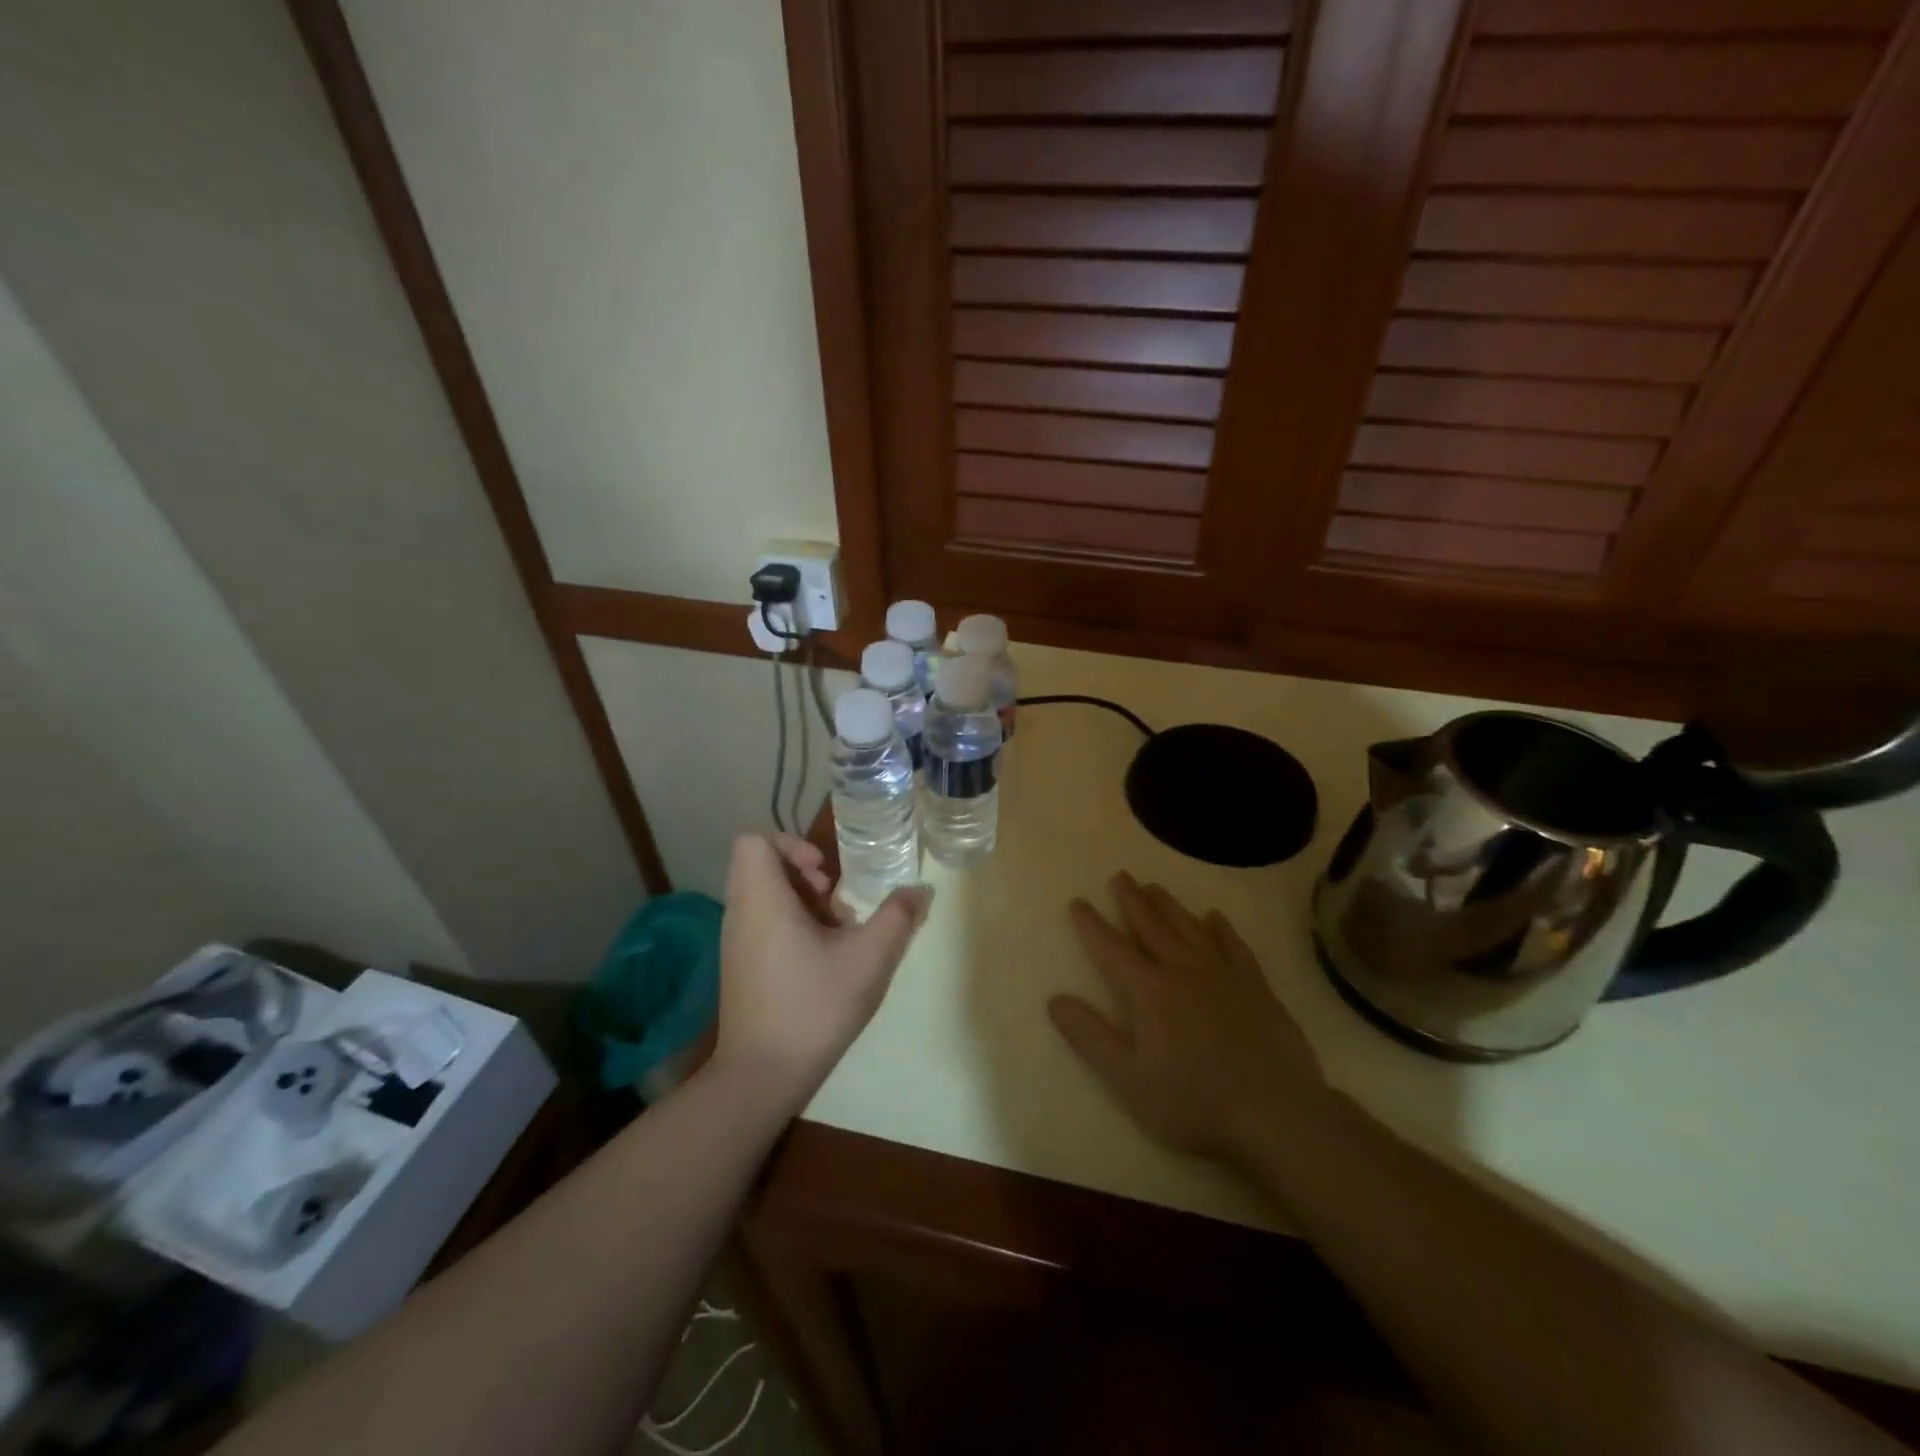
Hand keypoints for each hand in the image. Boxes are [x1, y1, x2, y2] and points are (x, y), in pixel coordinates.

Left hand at [713, 834, 931, 1116]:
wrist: (762, 1076)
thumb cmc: (814, 1006)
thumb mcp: (869, 958)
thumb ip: (898, 917)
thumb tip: (921, 890)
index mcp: (762, 899)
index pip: (754, 841)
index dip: (791, 843)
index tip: (824, 872)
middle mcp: (740, 913)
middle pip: (760, 866)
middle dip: (803, 873)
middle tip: (835, 899)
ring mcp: (734, 942)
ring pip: (762, 896)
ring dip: (801, 901)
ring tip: (836, 931)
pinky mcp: (738, 968)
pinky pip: (760, 923)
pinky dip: (789, 925)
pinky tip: (821, 959)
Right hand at [1048, 873, 1326, 1163]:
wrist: (1276, 1113)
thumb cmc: (1194, 1101)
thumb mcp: (1129, 1078)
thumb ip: (1090, 1036)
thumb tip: (1054, 999)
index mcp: (1149, 990)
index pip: (1112, 948)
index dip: (1091, 925)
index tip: (1078, 901)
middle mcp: (1183, 969)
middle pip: (1151, 925)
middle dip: (1131, 900)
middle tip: (1120, 876)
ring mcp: (1223, 973)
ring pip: (1189, 927)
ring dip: (1168, 905)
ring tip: (1154, 887)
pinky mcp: (1256, 985)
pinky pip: (1234, 944)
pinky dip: (1221, 928)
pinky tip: (1214, 917)